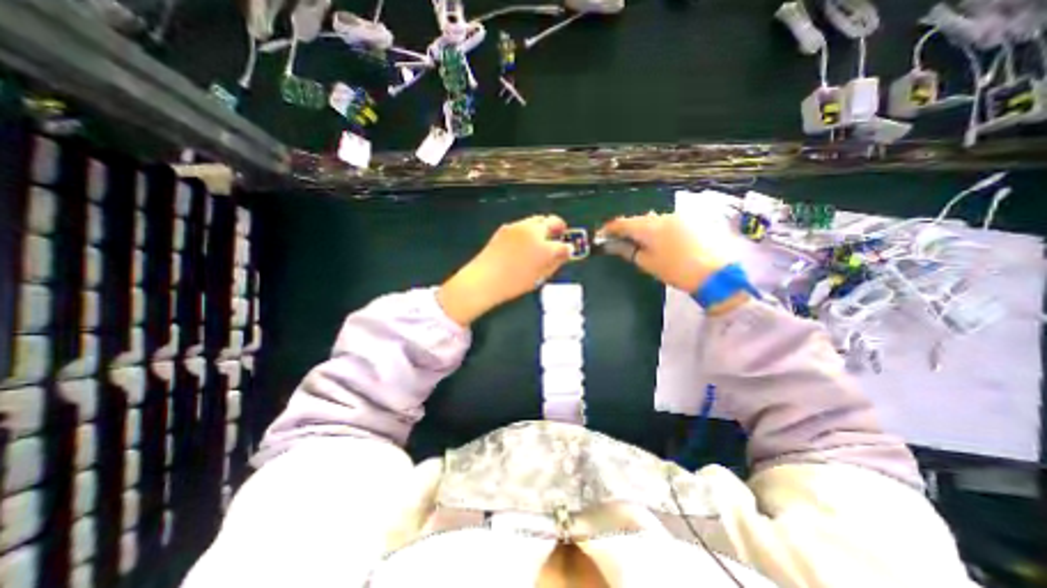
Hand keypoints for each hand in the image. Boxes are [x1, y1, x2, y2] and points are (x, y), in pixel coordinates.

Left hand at [439, 216, 574, 325]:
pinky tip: (524, 242)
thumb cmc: (513, 284)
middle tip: (559, 236)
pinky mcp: (506, 227)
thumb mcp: (539, 277)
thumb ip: (554, 264)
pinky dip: (528, 230)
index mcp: (545, 248)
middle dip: (558, 228)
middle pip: (552, 221)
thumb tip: (563, 255)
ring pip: (537, 219)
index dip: (568, 249)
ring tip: (541, 239)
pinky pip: (523, 224)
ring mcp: (519, 227)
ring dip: (543, 227)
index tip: (567, 251)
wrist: (485, 279)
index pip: (564, 245)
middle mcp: (534, 232)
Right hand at [593, 212, 728, 290]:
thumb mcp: (647, 263)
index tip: (601, 235)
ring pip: (653, 220)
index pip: (622, 223)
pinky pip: (667, 222)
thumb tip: (615, 245)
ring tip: (640, 242)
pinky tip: (660, 241)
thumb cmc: (676, 270)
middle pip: (638, 220)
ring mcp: (678, 217)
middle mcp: (662, 216)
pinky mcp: (691, 221)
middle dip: (627, 229)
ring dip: (643, 229)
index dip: (609, 228)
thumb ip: (629, 251)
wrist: (716, 273)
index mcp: (649, 227)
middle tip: (619, 241)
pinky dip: (658, 229)